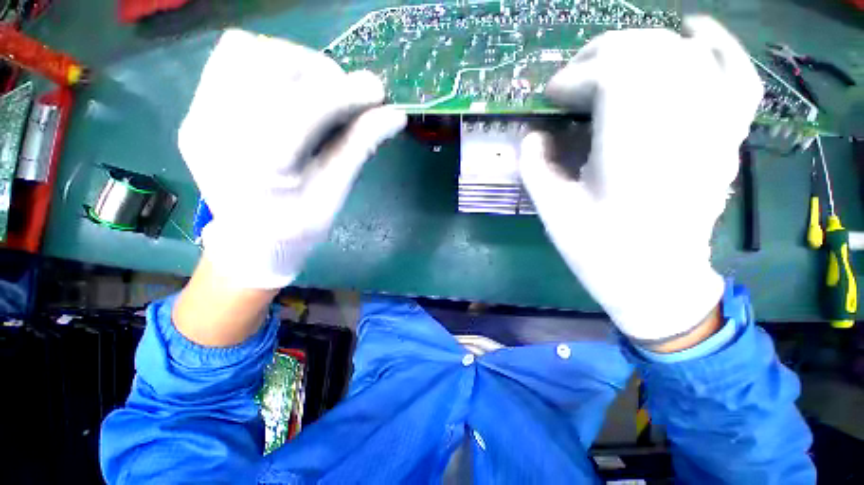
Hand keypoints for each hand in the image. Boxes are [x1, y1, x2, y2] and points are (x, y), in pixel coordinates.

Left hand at [178, 29, 405, 288]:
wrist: (249, 243)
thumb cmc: (297, 229)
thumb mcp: (334, 193)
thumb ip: (360, 148)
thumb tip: (394, 117)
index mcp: (259, 167)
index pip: (304, 109)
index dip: (345, 93)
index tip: (376, 91)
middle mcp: (217, 133)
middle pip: (268, 64)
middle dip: (318, 71)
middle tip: (343, 95)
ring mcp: (199, 117)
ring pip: (245, 51)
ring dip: (292, 62)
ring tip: (317, 90)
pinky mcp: (197, 110)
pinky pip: (229, 61)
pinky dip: (267, 63)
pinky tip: (288, 91)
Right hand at [519, 17, 762, 343]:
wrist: (655, 280)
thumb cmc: (600, 250)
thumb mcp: (552, 211)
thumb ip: (534, 165)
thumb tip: (533, 133)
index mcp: (634, 149)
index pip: (613, 74)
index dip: (574, 77)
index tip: (550, 98)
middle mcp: (683, 125)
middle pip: (648, 52)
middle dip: (598, 56)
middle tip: (570, 82)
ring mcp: (713, 126)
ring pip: (683, 54)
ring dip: (637, 47)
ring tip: (606, 62)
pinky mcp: (725, 135)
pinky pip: (735, 74)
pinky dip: (718, 45)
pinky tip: (694, 30)